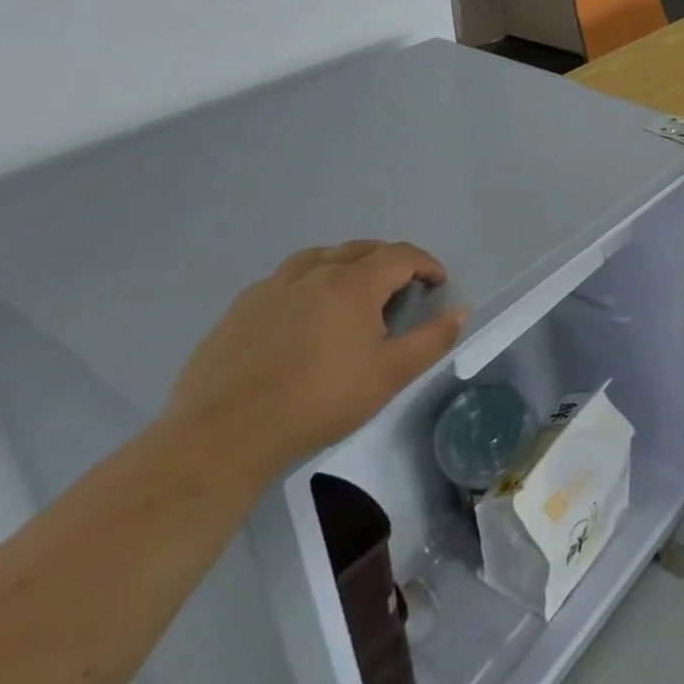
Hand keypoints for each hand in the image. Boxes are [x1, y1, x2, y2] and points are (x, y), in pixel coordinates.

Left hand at [163, 240, 467, 480]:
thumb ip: (432, 339)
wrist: (223, 435)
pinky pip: (283, 279)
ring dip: (346, 263)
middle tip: (402, 285)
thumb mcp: (390, 375)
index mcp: (353, 284)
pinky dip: (307, 281)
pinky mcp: (239, 309)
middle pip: (361, 249)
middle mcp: (314, 273)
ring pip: (318, 257)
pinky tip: (303, 312)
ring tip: (353, 288)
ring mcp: (271, 288)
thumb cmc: (319, 401)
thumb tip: (461, 311)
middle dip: (389, 260)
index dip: (426, 263)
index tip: (438, 282)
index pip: (400, 255)